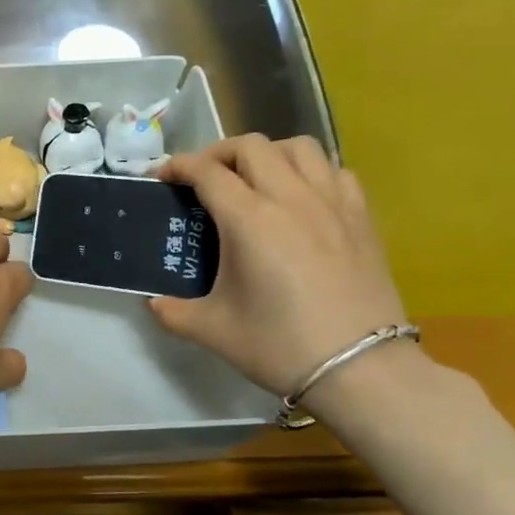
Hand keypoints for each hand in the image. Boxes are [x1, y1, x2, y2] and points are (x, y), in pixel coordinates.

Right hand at [148, 135, 408, 397]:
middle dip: (218, 153)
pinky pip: (334, 171)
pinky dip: (310, 172)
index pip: (206, 171)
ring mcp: (332, 203)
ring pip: (299, 147)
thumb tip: (153, 302)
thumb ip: (172, 311)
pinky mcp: (361, 217)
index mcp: (248, 219)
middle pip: (251, 146)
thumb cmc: (279, 345)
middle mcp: (290, 197)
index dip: (177, 166)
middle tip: (203, 178)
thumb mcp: (211, 330)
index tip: (161, 177)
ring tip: (253, 178)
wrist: (360, 369)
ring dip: (267, 153)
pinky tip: (300, 198)